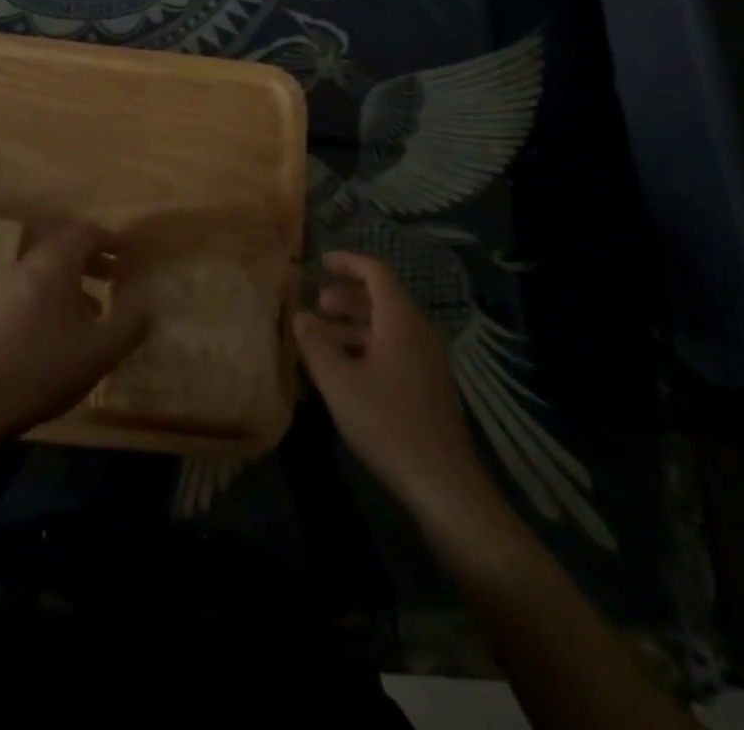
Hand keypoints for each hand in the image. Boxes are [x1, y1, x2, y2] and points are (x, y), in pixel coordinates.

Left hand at [0, 221, 150, 448]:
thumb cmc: (45, 368)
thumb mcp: (101, 349)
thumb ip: (131, 321)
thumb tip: (147, 301)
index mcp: (56, 263)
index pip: (86, 232)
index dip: (111, 239)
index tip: (130, 254)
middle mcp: (28, 264)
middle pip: (64, 245)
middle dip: (94, 257)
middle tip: (116, 276)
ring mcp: (5, 285)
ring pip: (46, 268)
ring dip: (74, 278)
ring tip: (94, 307)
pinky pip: (30, 287)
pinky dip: (52, 293)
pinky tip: (61, 329)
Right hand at [295, 251, 489, 517]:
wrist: (443, 482)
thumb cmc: (387, 422)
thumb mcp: (339, 382)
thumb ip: (315, 344)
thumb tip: (300, 316)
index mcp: (401, 319)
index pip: (376, 272)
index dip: (348, 262)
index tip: (321, 261)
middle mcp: (419, 330)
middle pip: (382, 299)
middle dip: (347, 297)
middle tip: (317, 304)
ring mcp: (428, 359)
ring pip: (388, 327)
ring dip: (354, 326)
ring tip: (322, 339)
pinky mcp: (429, 385)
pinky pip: (395, 349)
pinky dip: (368, 347)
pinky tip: (345, 371)